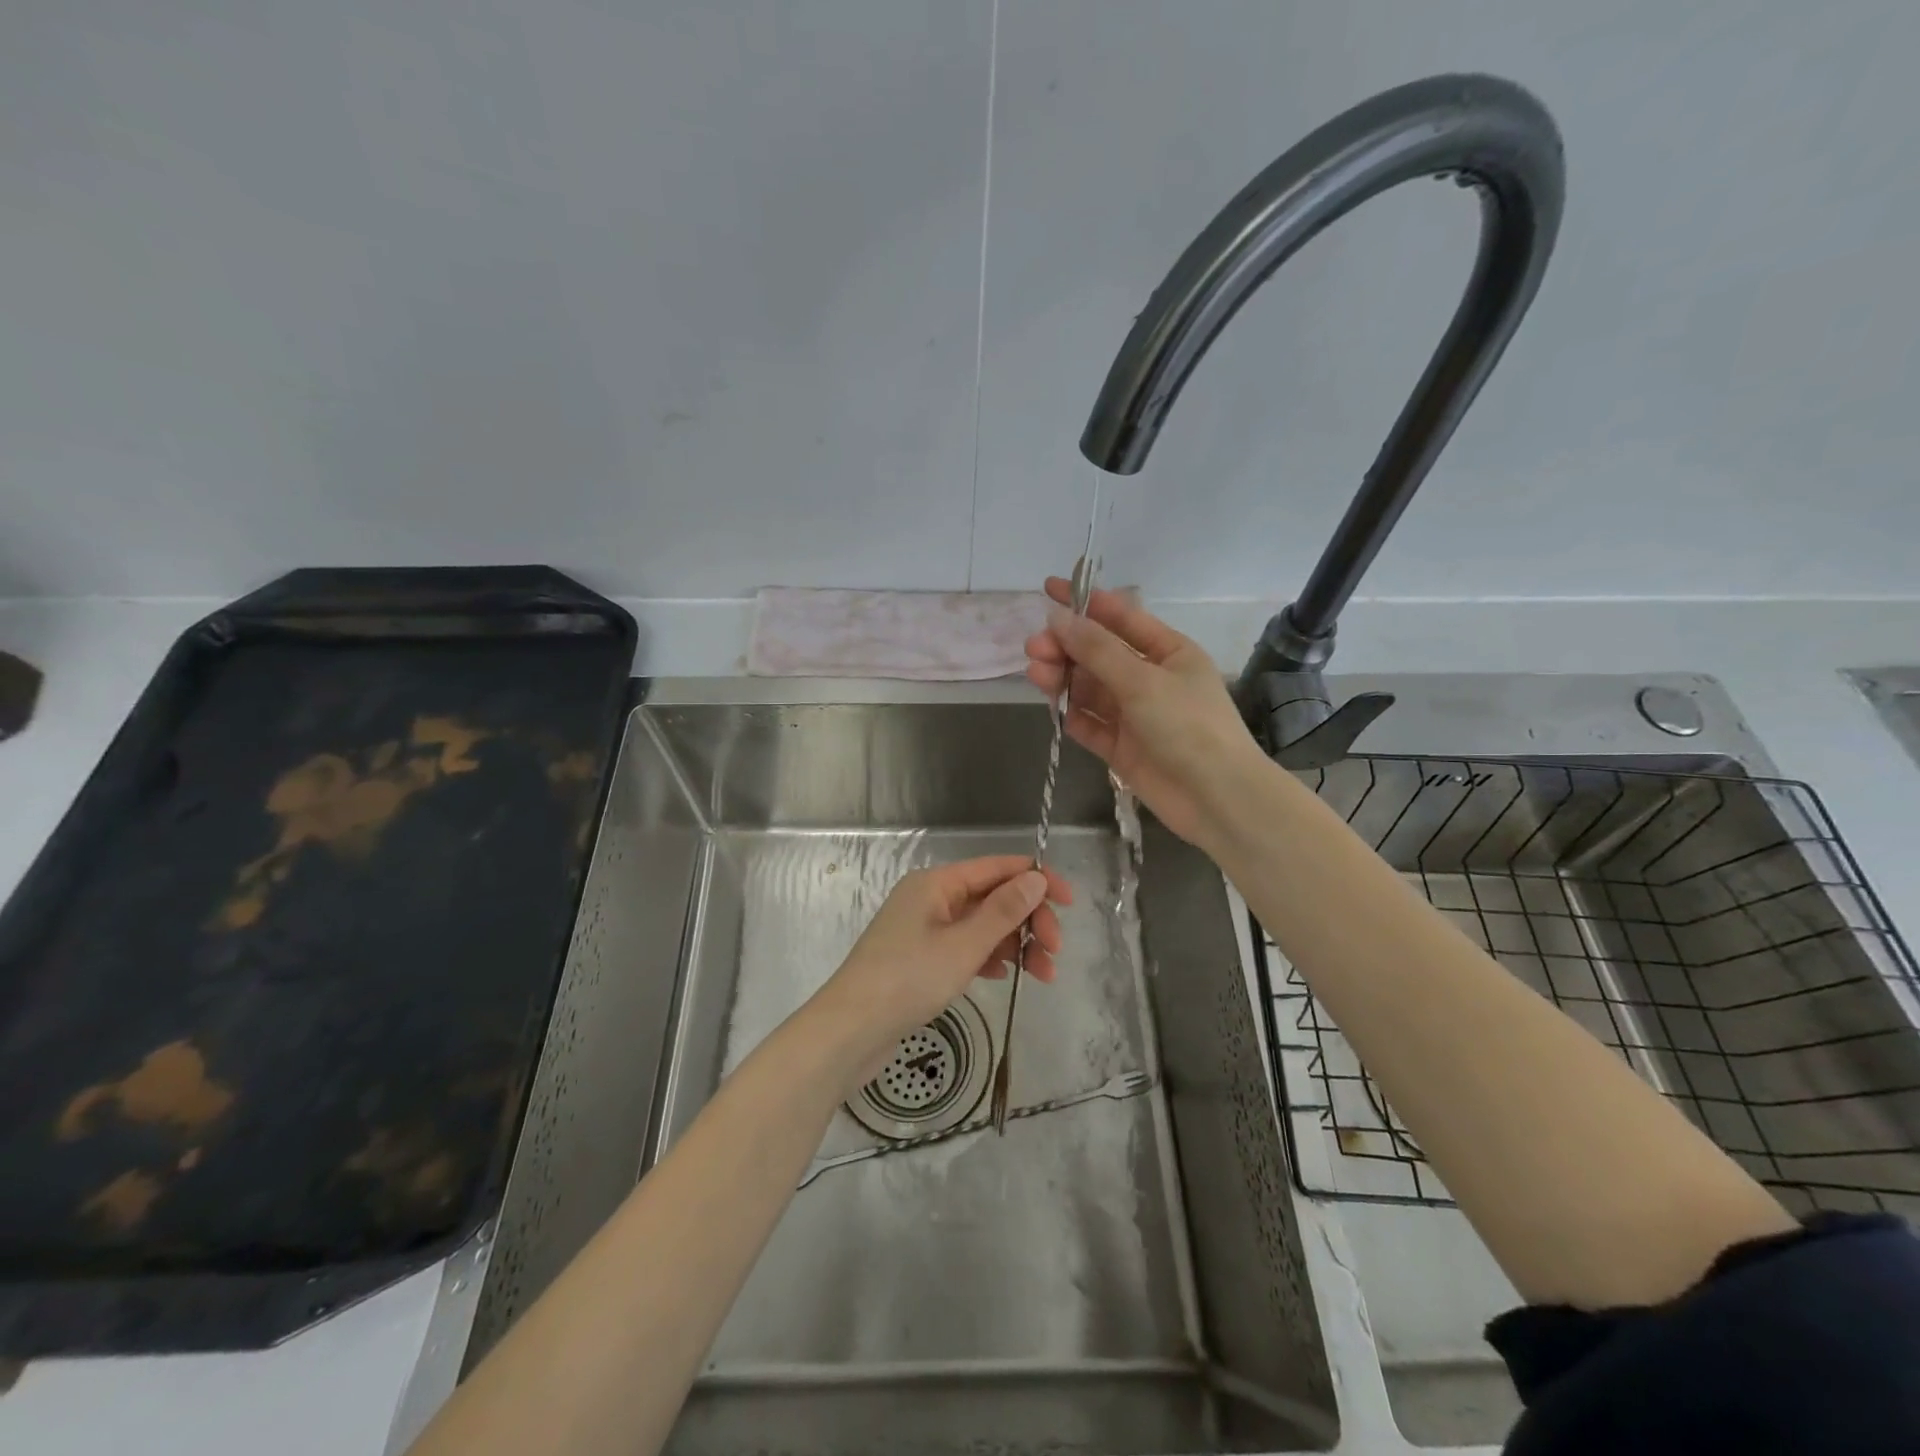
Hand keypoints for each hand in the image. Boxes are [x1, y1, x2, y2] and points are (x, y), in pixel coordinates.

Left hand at [810, 856, 1071, 1087]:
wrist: (849, 1031)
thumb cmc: (907, 980)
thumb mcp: (964, 945)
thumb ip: (1004, 911)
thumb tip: (1036, 878)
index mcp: (937, 883)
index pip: (997, 868)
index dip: (1037, 880)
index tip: (1070, 904)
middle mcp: (930, 898)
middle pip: (992, 897)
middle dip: (1029, 920)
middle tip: (1054, 954)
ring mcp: (924, 929)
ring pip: (982, 925)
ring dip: (1015, 944)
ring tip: (1042, 977)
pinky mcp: (920, 959)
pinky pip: (966, 948)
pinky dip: (990, 958)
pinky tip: (1006, 977)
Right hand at [1025, 576, 1266, 847]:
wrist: (1217, 798)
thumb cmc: (1188, 726)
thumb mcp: (1142, 680)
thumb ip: (1097, 650)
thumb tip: (1058, 617)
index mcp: (1168, 651)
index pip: (1120, 617)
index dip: (1084, 602)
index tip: (1048, 589)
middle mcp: (1150, 679)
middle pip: (1099, 654)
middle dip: (1066, 647)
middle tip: (1035, 649)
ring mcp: (1135, 715)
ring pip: (1090, 689)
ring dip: (1063, 680)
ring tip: (1036, 674)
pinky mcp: (1122, 748)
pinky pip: (1091, 725)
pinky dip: (1073, 716)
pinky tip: (1056, 709)